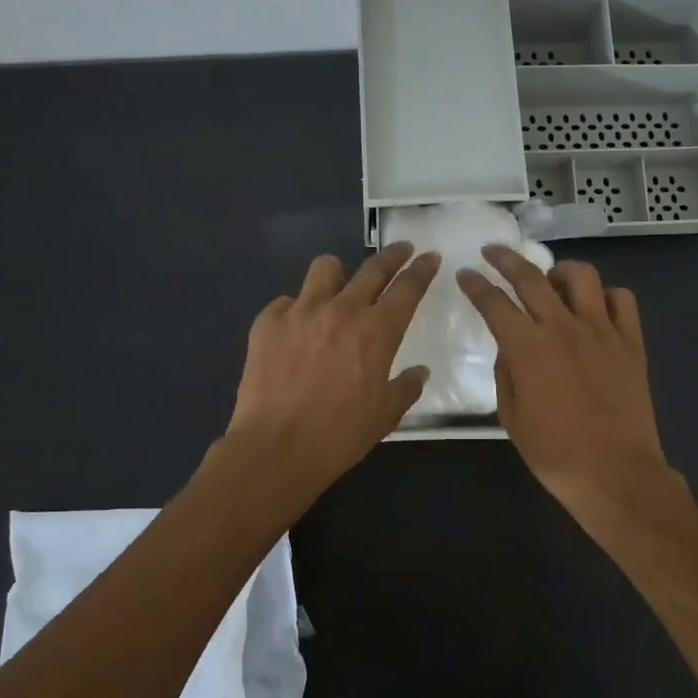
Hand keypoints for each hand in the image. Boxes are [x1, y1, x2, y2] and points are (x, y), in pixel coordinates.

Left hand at [224, 242, 440, 501]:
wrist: (276, 447)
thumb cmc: (339, 435)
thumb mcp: (385, 415)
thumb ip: (406, 387)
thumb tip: (419, 372)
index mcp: (377, 331)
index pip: (408, 288)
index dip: (422, 270)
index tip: (430, 257)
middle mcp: (342, 310)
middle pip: (373, 268)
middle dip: (393, 255)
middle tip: (402, 250)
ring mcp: (301, 311)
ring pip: (325, 269)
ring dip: (339, 274)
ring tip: (339, 286)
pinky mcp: (267, 322)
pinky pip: (286, 301)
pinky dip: (297, 309)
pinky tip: (296, 330)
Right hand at [456, 245, 674, 522]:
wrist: (616, 474)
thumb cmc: (555, 453)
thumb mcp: (512, 417)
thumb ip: (506, 373)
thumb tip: (511, 347)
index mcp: (529, 348)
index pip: (495, 303)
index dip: (476, 285)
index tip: (466, 274)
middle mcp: (564, 328)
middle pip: (531, 277)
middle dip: (506, 259)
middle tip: (493, 251)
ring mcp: (603, 331)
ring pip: (582, 276)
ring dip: (560, 271)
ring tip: (552, 281)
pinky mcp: (632, 342)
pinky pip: (622, 299)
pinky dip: (605, 296)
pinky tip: (595, 309)